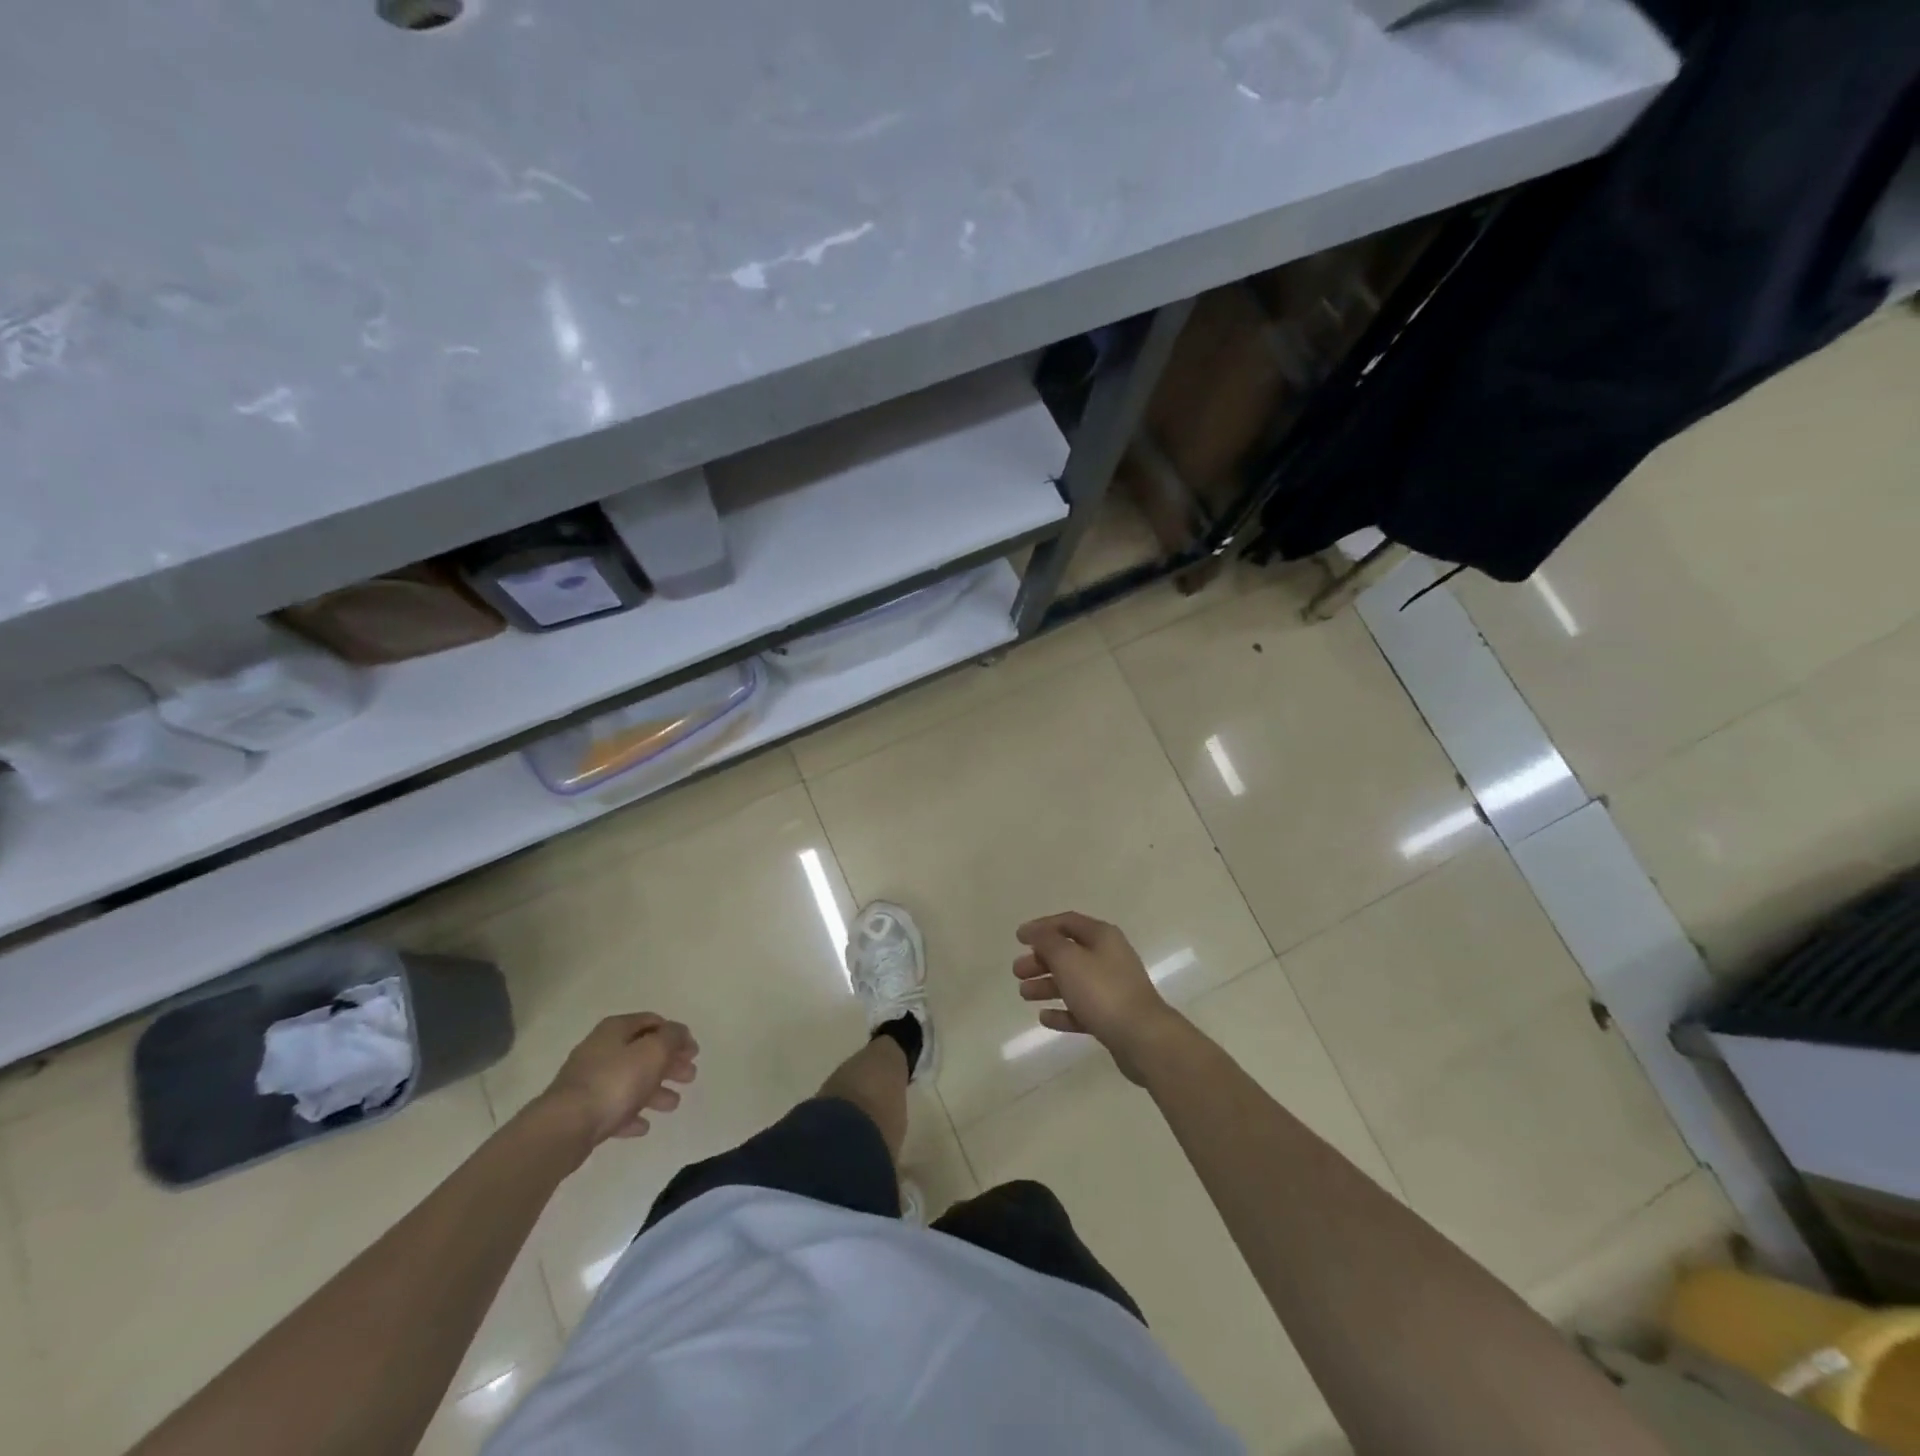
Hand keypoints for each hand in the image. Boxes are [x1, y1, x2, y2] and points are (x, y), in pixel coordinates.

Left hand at [536, 1013, 698, 1149]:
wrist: (564, 1127)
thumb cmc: (615, 1082)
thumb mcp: (654, 1051)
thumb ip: (672, 1038)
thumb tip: (679, 1033)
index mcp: (616, 1030)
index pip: (652, 1022)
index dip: (676, 1034)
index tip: (693, 1051)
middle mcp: (600, 1050)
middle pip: (642, 1052)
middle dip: (668, 1063)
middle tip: (689, 1076)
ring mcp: (588, 1081)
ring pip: (630, 1081)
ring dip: (654, 1090)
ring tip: (673, 1104)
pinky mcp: (581, 1111)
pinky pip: (613, 1108)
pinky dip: (630, 1113)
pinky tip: (643, 1126)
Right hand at [1013, 913, 1183, 1083]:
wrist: (1143, 1038)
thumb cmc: (1102, 991)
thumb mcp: (1069, 959)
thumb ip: (1048, 942)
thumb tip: (1035, 931)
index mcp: (1102, 937)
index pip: (1067, 922)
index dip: (1041, 927)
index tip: (1018, 938)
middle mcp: (1109, 957)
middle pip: (1069, 953)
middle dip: (1041, 960)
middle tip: (1017, 971)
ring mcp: (1112, 988)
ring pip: (1073, 981)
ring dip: (1047, 985)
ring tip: (1024, 994)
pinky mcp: (1112, 1016)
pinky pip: (1082, 1009)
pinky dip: (1063, 1011)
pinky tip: (1044, 1017)